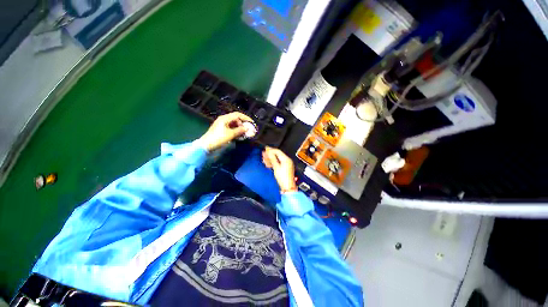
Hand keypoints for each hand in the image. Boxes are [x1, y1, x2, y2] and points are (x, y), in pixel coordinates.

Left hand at [198, 112, 253, 151]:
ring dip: (240, 128)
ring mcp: (222, 125)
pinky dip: (236, 131)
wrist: (206, 145)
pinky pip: (231, 128)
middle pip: (236, 119)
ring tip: (244, 133)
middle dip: (243, 124)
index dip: (245, 118)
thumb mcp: (230, 134)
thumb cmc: (218, 138)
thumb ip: (240, 130)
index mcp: (225, 118)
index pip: (237, 115)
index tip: (252, 122)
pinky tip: (239, 135)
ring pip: (234, 124)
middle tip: (248, 129)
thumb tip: (247, 128)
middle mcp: (223, 119)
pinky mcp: (221, 130)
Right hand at [262, 147, 296, 192]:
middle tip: (263, 154)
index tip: (265, 149)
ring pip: (277, 159)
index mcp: (286, 159)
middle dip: (269, 154)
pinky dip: (273, 163)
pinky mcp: (285, 168)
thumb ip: (272, 159)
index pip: (278, 151)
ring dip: (270, 159)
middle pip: (277, 155)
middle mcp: (287, 160)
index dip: (271, 150)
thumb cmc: (283, 177)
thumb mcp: (276, 167)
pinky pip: (278, 163)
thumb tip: (269, 152)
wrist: (288, 187)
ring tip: (264, 159)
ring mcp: (286, 164)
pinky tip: (268, 164)